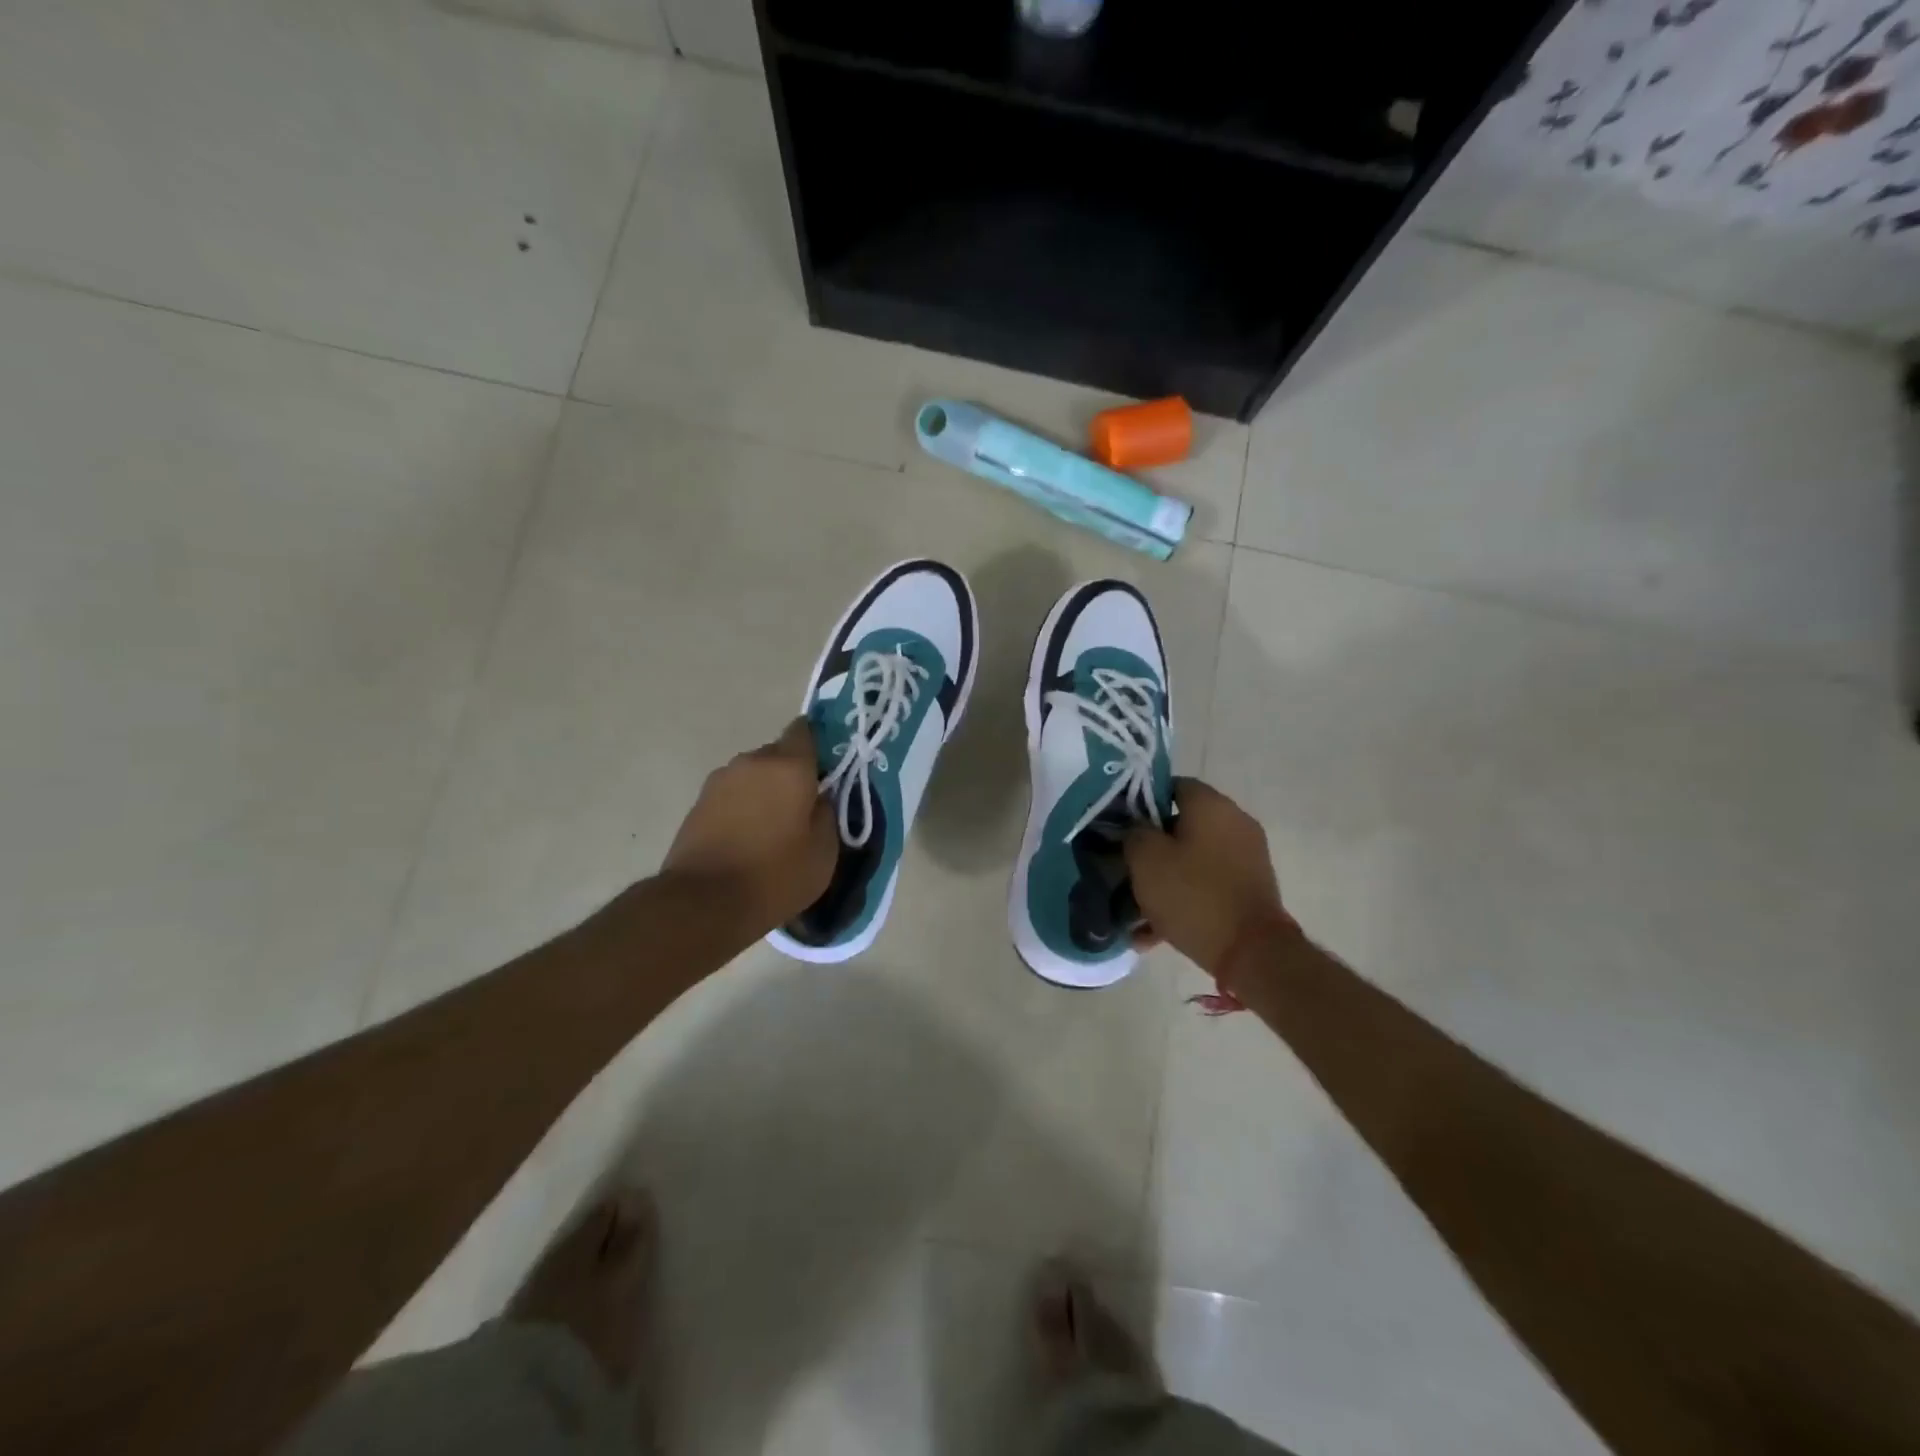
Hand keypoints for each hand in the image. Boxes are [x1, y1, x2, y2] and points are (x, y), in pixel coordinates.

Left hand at [661, 718, 837, 933]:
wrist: (703, 902)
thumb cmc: (775, 874)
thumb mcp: (824, 852)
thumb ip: (828, 813)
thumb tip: (820, 798)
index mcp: (789, 766)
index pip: (805, 731)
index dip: (817, 746)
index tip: (826, 770)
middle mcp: (752, 762)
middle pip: (778, 754)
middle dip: (792, 774)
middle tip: (803, 808)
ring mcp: (720, 780)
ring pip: (754, 775)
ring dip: (765, 791)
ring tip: (772, 828)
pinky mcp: (698, 803)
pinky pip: (733, 795)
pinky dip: (743, 808)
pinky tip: (748, 839)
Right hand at [1124, 779, 1294, 977]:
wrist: (1251, 952)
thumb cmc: (1192, 894)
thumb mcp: (1145, 859)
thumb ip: (1134, 833)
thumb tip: (1136, 828)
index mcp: (1211, 805)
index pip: (1171, 785)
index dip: (1141, 803)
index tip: (1121, 826)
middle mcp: (1235, 823)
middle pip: (1181, 825)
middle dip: (1150, 846)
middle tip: (1124, 867)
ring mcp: (1247, 857)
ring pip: (1192, 859)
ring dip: (1164, 878)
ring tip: (1134, 908)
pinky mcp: (1249, 889)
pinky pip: (1207, 885)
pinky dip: (1183, 899)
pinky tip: (1153, 931)